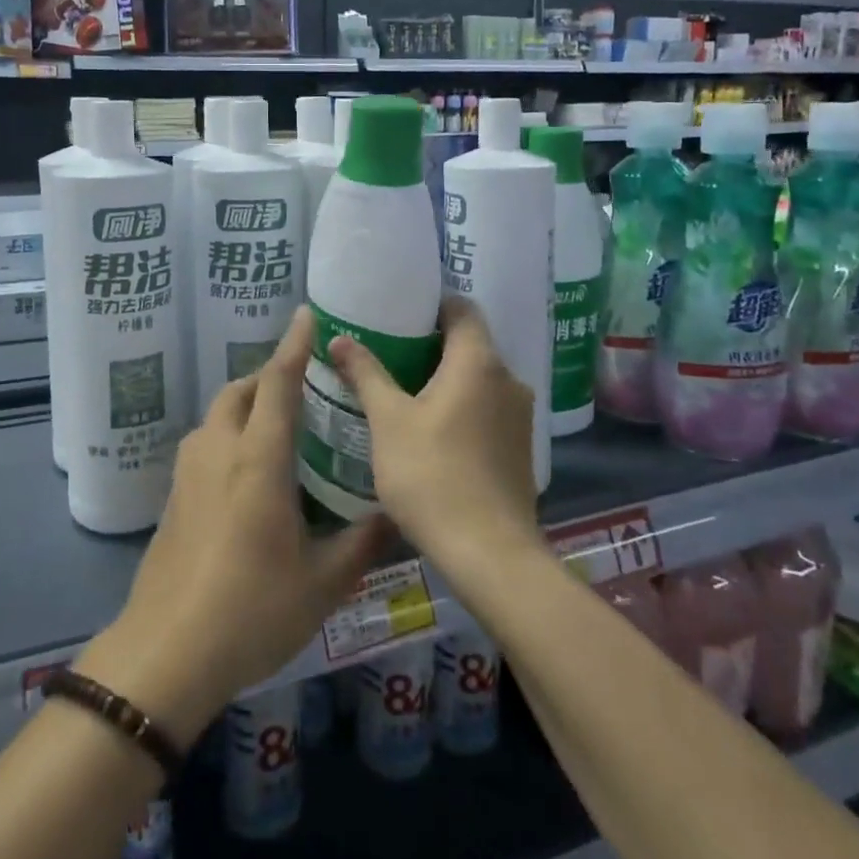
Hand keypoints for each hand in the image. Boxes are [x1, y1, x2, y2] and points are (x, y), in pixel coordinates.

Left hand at [81, 307, 389, 747]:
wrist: (166, 653)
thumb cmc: (251, 610)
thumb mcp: (322, 582)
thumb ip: (362, 541)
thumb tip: (395, 513)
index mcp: (258, 458)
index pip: (277, 383)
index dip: (294, 345)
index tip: (307, 315)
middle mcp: (219, 450)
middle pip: (241, 390)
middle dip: (270, 375)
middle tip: (304, 386)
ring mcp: (189, 472)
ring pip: (218, 414)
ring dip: (247, 404)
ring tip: (280, 425)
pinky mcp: (173, 496)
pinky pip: (206, 442)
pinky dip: (229, 432)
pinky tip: (250, 469)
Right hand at [330, 298, 538, 569]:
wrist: (489, 554)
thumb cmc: (432, 475)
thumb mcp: (388, 421)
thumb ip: (365, 374)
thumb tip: (338, 337)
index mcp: (479, 361)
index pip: (462, 308)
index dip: (432, 304)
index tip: (399, 311)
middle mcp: (508, 379)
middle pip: (471, 343)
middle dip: (431, 343)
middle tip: (389, 350)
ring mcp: (519, 416)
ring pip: (479, 379)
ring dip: (446, 378)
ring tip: (404, 389)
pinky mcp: (520, 447)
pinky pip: (487, 408)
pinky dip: (462, 405)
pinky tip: (431, 429)